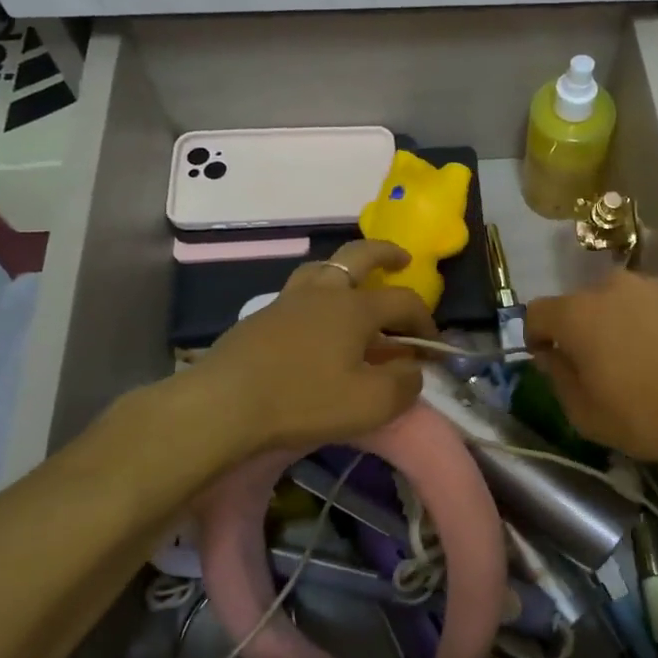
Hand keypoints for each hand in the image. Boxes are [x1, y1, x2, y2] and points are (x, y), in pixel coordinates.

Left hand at [188, 240, 436, 454]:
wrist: (225, 404)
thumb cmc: (304, 400)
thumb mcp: (371, 404)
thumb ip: (403, 385)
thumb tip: (414, 370)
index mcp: (355, 307)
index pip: (403, 301)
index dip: (425, 320)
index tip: (433, 345)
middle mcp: (323, 292)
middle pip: (360, 255)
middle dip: (386, 253)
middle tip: (402, 259)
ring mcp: (288, 300)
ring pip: (322, 267)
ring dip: (345, 269)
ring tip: (355, 286)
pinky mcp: (261, 317)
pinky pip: (298, 292)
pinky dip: (317, 295)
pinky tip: (316, 321)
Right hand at [525, 270, 657, 472]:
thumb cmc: (650, 416)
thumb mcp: (586, 415)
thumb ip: (558, 378)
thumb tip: (553, 355)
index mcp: (578, 314)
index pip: (537, 312)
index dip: (536, 336)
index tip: (549, 360)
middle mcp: (613, 287)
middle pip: (584, 304)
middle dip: (584, 330)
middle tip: (603, 366)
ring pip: (626, 301)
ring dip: (625, 324)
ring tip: (649, 362)